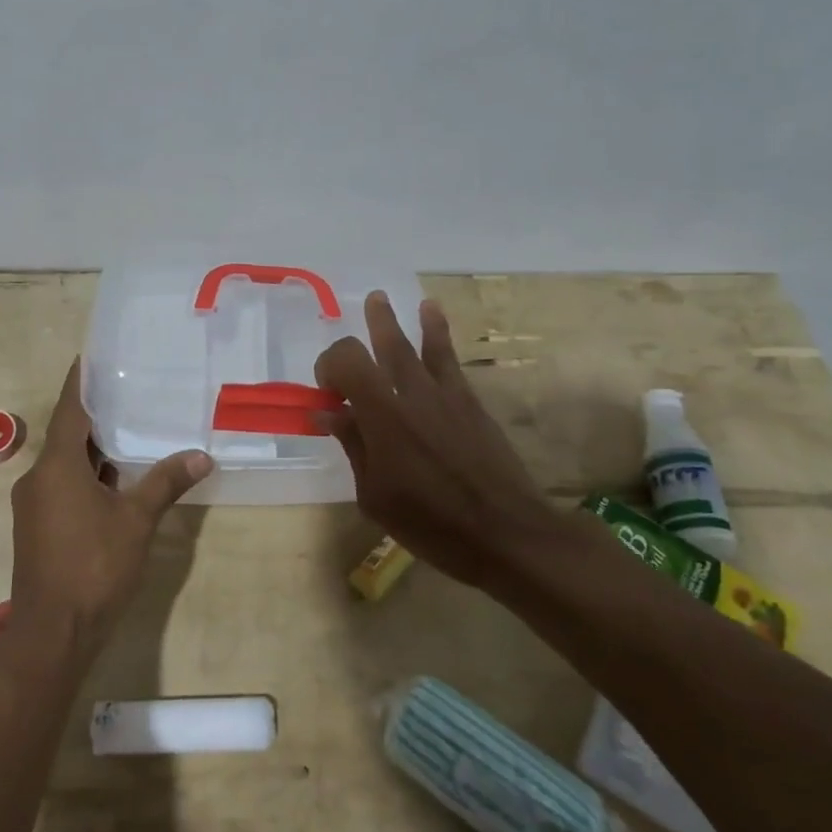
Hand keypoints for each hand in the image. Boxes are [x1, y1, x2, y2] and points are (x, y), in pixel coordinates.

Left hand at [7, 360, 212, 655]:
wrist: (52, 633)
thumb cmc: (93, 567)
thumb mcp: (136, 520)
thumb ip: (165, 483)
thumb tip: (201, 456)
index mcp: (57, 466)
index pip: (69, 408)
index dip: (80, 380)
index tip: (93, 355)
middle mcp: (38, 478)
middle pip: (67, 434)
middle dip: (96, 414)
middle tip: (130, 391)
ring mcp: (34, 504)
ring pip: (66, 463)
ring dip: (94, 449)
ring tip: (131, 429)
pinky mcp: (37, 527)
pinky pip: (63, 485)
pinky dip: (87, 475)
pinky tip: (116, 478)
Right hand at [315, 292, 556, 588]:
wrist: (504, 532)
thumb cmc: (430, 523)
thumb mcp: (375, 496)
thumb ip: (353, 446)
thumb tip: (328, 411)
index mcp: (381, 417)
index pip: (347, 362)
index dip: (329, 365)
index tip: (327, 392)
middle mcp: (412, 394)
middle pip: (383, 346)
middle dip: (368, 328)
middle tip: (362, 316)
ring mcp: (445, 396)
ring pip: (419, 346)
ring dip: (401, 321)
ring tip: (386, 299)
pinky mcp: (470, 403)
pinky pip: (450, 360)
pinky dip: (438, 334)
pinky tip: (432, 315)